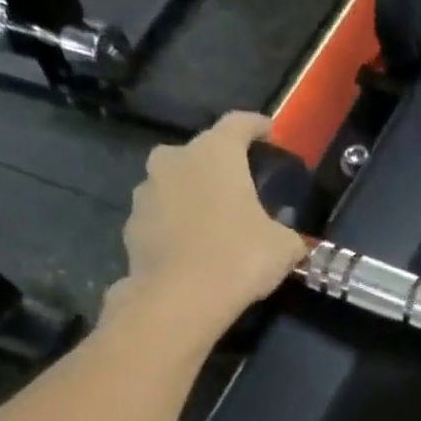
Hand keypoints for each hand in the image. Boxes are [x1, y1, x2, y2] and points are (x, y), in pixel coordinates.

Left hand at [104, 111, 307, 345]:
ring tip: (218, 224)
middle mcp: (174, 159)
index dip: (258, 126)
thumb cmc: (240, 257)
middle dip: (223, 168)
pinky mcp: (132, 223)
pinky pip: (163, 216)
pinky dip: (178, 225)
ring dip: (197, 197)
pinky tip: (195, 249)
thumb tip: (287, 240)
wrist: (181, 297)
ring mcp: (146, 190)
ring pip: (178, 184)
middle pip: (203, 153)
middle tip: (243, 190)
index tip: (271, 132)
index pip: (239, 123)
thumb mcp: (285, 247)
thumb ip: (286, 234)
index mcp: (215, 153)